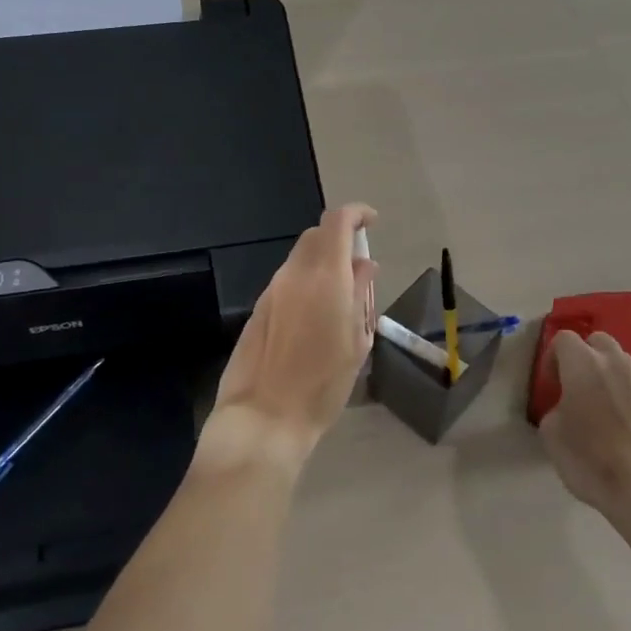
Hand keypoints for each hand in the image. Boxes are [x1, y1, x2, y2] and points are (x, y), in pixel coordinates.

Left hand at [201, 204, 377, 470]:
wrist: (265, 417)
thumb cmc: (323, 385)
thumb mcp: (356, 341)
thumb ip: (361, 295)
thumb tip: (364, 265)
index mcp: (326, 277)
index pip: (337, 221)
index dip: (357, 213)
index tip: (372, 223)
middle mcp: (295, 274)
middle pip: (316, 236)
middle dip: (339, 239)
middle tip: (358, 267)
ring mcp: (272, 290)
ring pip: (300, 259)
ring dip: (321, 263)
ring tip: (339, 298)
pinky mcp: (258, 308)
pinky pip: (287, 281)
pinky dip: (305, 283)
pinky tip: (313, 316)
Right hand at [538, 330, 630, 528]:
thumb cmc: (592, 458)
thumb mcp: (552, 436)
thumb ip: (555, 411)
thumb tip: (566, 410)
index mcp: (583, 364)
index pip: (564, 339)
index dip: (552, 358)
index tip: (551, 384)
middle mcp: (615, 363)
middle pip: (598, 342)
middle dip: (585, 356)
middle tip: (576, 386)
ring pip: (621, 364)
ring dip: (608, 375)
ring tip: (601, 407)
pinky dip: (628, 397)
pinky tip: (624, 426)